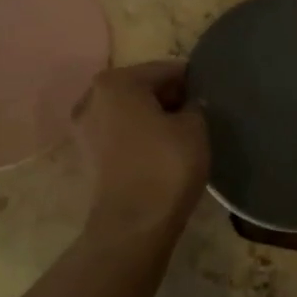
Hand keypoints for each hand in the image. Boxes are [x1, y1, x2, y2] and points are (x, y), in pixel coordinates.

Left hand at [73, 60, 209, 241]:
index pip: (165, 69)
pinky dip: (140, 137)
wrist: (133, 226)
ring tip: (183, 135)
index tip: (211, 92)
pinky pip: (121, 134)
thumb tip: (189, 104)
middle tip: (200, 114)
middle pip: (142, 88)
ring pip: (130, 112)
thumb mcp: (194, 127)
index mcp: (116, 81)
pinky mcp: (87, 156)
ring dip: (154, 118)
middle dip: (170, 98)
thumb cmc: (165, 166)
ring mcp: (84, 128)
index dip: (192, 80)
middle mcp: (92, 97)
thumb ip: (194, 105)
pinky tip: (162, 151)